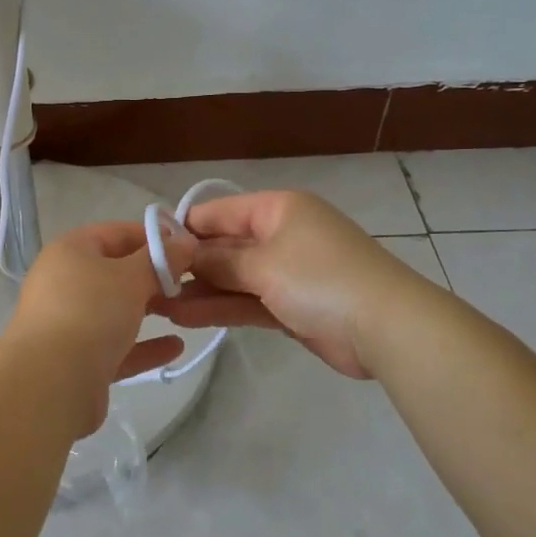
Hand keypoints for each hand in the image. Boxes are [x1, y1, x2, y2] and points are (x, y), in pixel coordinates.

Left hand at [5, 221, 193, 436]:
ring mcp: (68, 322)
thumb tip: (185, 242)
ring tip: (186, 310)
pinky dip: (143, 345)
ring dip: (150, 309)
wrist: (51, 383)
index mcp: (70, 251)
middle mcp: (64, 282)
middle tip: (191, 281)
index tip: (187, 247)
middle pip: (115, 272)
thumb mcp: (132, 277)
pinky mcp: (77, 360)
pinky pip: (116, 346)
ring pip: (116, 310)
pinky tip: (175, 347)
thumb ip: (161, 258)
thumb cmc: (91, 312)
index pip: (116, 232)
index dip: (152, 236)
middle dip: (153, 276)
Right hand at [152, 190, 417, 378]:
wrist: (387, 327)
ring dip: (202, 290)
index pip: (219, 212)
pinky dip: (223, 308)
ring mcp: (289, 272)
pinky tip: (188, 316)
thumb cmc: (320, 279)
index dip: (184, 228)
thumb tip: (185, 254)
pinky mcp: (294, 306)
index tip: (150, 249)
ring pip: (236, 278)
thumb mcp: (263, 264)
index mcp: (278, 209)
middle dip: (190, 265)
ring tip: (159, 305)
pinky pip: (250, 301)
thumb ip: (219, 260)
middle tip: (149, 284)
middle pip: (226, 246)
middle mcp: (282, 234)